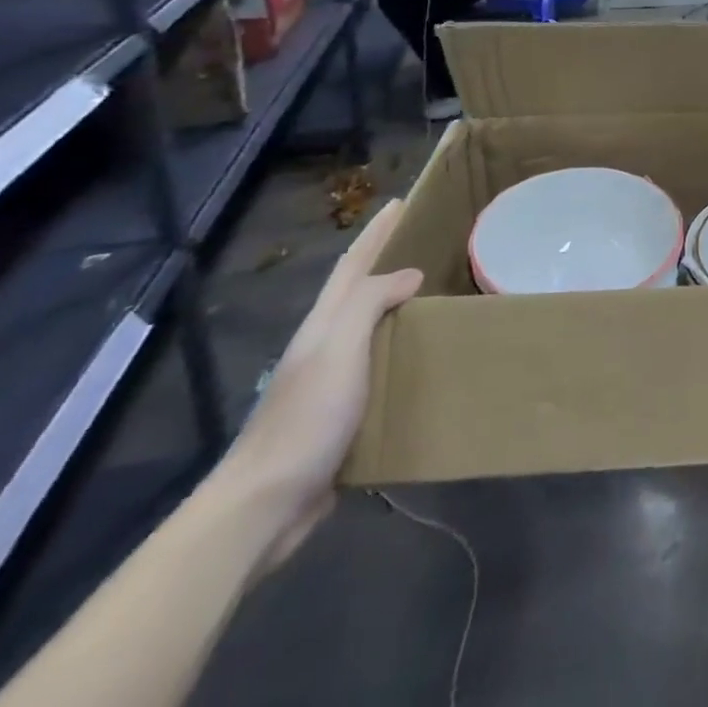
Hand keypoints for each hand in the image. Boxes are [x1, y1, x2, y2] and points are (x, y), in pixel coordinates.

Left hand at [215, 200, 422, 565]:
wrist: (266, 505)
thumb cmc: (305, 418)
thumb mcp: (338, 349)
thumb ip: (369, 303)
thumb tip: (409, 274)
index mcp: (324, 326)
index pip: (353, 265)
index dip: (377, 233)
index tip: (402, 202)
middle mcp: (327, 346)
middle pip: (361, 292)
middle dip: (391, 262)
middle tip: (434, 244)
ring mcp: (333, 383)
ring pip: (374, 331)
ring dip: (402, 309)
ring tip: (441, 296)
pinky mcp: (345, 417)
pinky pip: (382, 369)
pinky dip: (405, 353)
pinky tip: (427, 359)